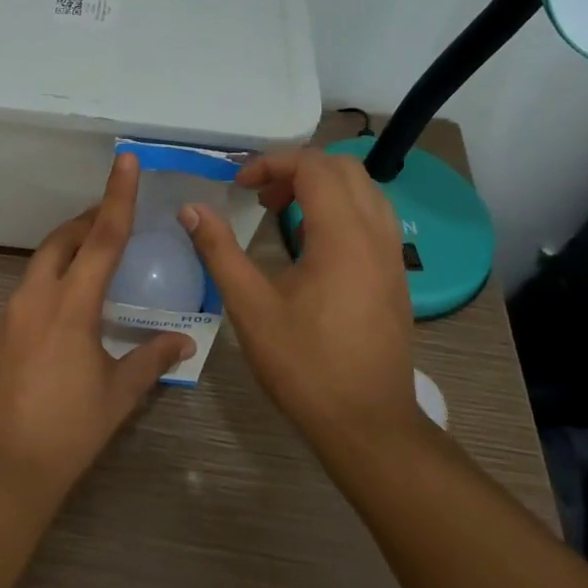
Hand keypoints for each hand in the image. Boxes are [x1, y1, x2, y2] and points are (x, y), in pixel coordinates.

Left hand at [0, 153, 195, 502]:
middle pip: (62, 241)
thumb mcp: (118, 394)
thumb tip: (185, 341)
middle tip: (114, 221)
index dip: (116, 197)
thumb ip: (152, 358)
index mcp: (71, 305)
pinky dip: (50, 283)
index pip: (101, 238)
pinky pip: (27, 291)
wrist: (2, 468)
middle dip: (87, 223)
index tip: (123, 160)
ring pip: (40, 264)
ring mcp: (9, 314)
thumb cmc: (69, 431)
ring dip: (67, 253)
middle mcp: (35, 298)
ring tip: (96, 265)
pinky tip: (67, 312)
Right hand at [179, 147, 417, 450]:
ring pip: (365, 190)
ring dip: (322, 186)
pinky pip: (373, 217)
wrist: (368, 424)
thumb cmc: (304, 365)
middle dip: (298, 168)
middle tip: (260, 196)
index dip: (272, 163)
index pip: (314, 167)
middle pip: (345, 168)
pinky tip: (310, 243)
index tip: (238, 186)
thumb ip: (220, 251)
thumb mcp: (251, 307)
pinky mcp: (396, 276)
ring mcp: (392, 256)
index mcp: (343, 237)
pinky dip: (341, 208)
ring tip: (282, 212)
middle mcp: (376, 236)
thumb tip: (191, 209)